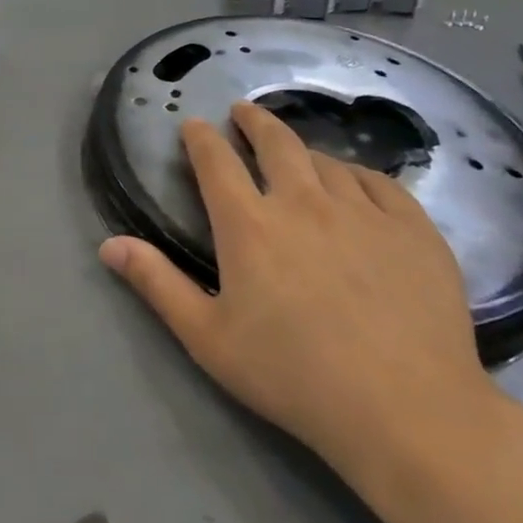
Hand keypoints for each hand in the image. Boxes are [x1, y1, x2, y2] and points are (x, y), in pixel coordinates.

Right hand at [99, 102, 494, 476]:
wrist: (407, 411)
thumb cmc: (294, 376)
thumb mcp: (207, 337)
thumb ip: (157, 284)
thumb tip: (108, 244)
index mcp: (249, 225)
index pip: (216, 162)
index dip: (201, 138)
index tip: (194, 125)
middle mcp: (303, 203)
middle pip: (275, 142)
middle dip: (253, 121)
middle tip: (243, 111)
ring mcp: (364, 212)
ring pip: (326, 161)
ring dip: (303, 150)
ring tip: (296, 154)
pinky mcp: (414, 230)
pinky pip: (381, 182)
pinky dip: (358, 173)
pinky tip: (356, 181)